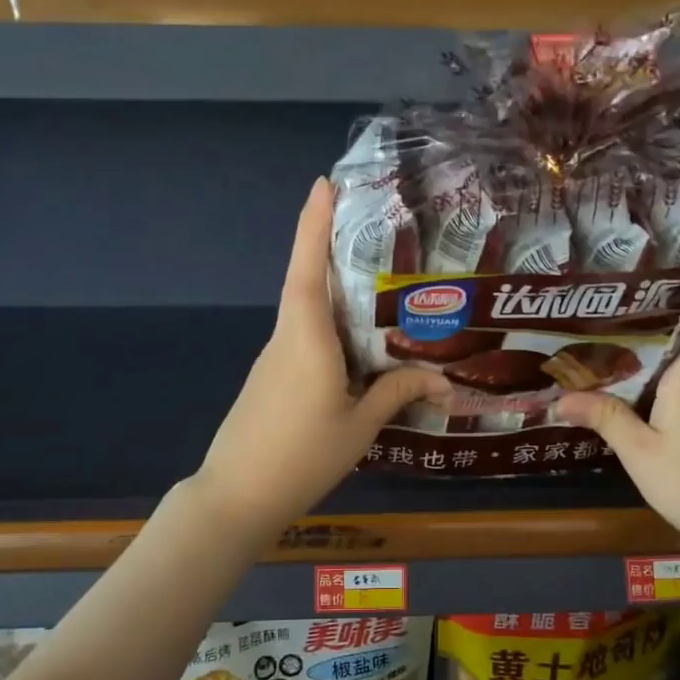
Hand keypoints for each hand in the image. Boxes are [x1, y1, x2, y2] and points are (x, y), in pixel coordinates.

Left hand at [193, 179, 448, 538]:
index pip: (307, 268)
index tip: (323, 183)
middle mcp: (287, 337)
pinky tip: (358, 340)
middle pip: (307, 280)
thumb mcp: (359, 426)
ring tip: (379, 279)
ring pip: (307, 311)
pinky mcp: (273, 377)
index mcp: (306, 339)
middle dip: (329, 244)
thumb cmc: (301, 456)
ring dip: (333, 288)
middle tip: (371, 222)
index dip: (313, 223)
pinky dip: (330, 325)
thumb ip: (396, 393)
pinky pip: (305, 337)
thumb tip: (442, 379)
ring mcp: (275, 358)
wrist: (236, 496)